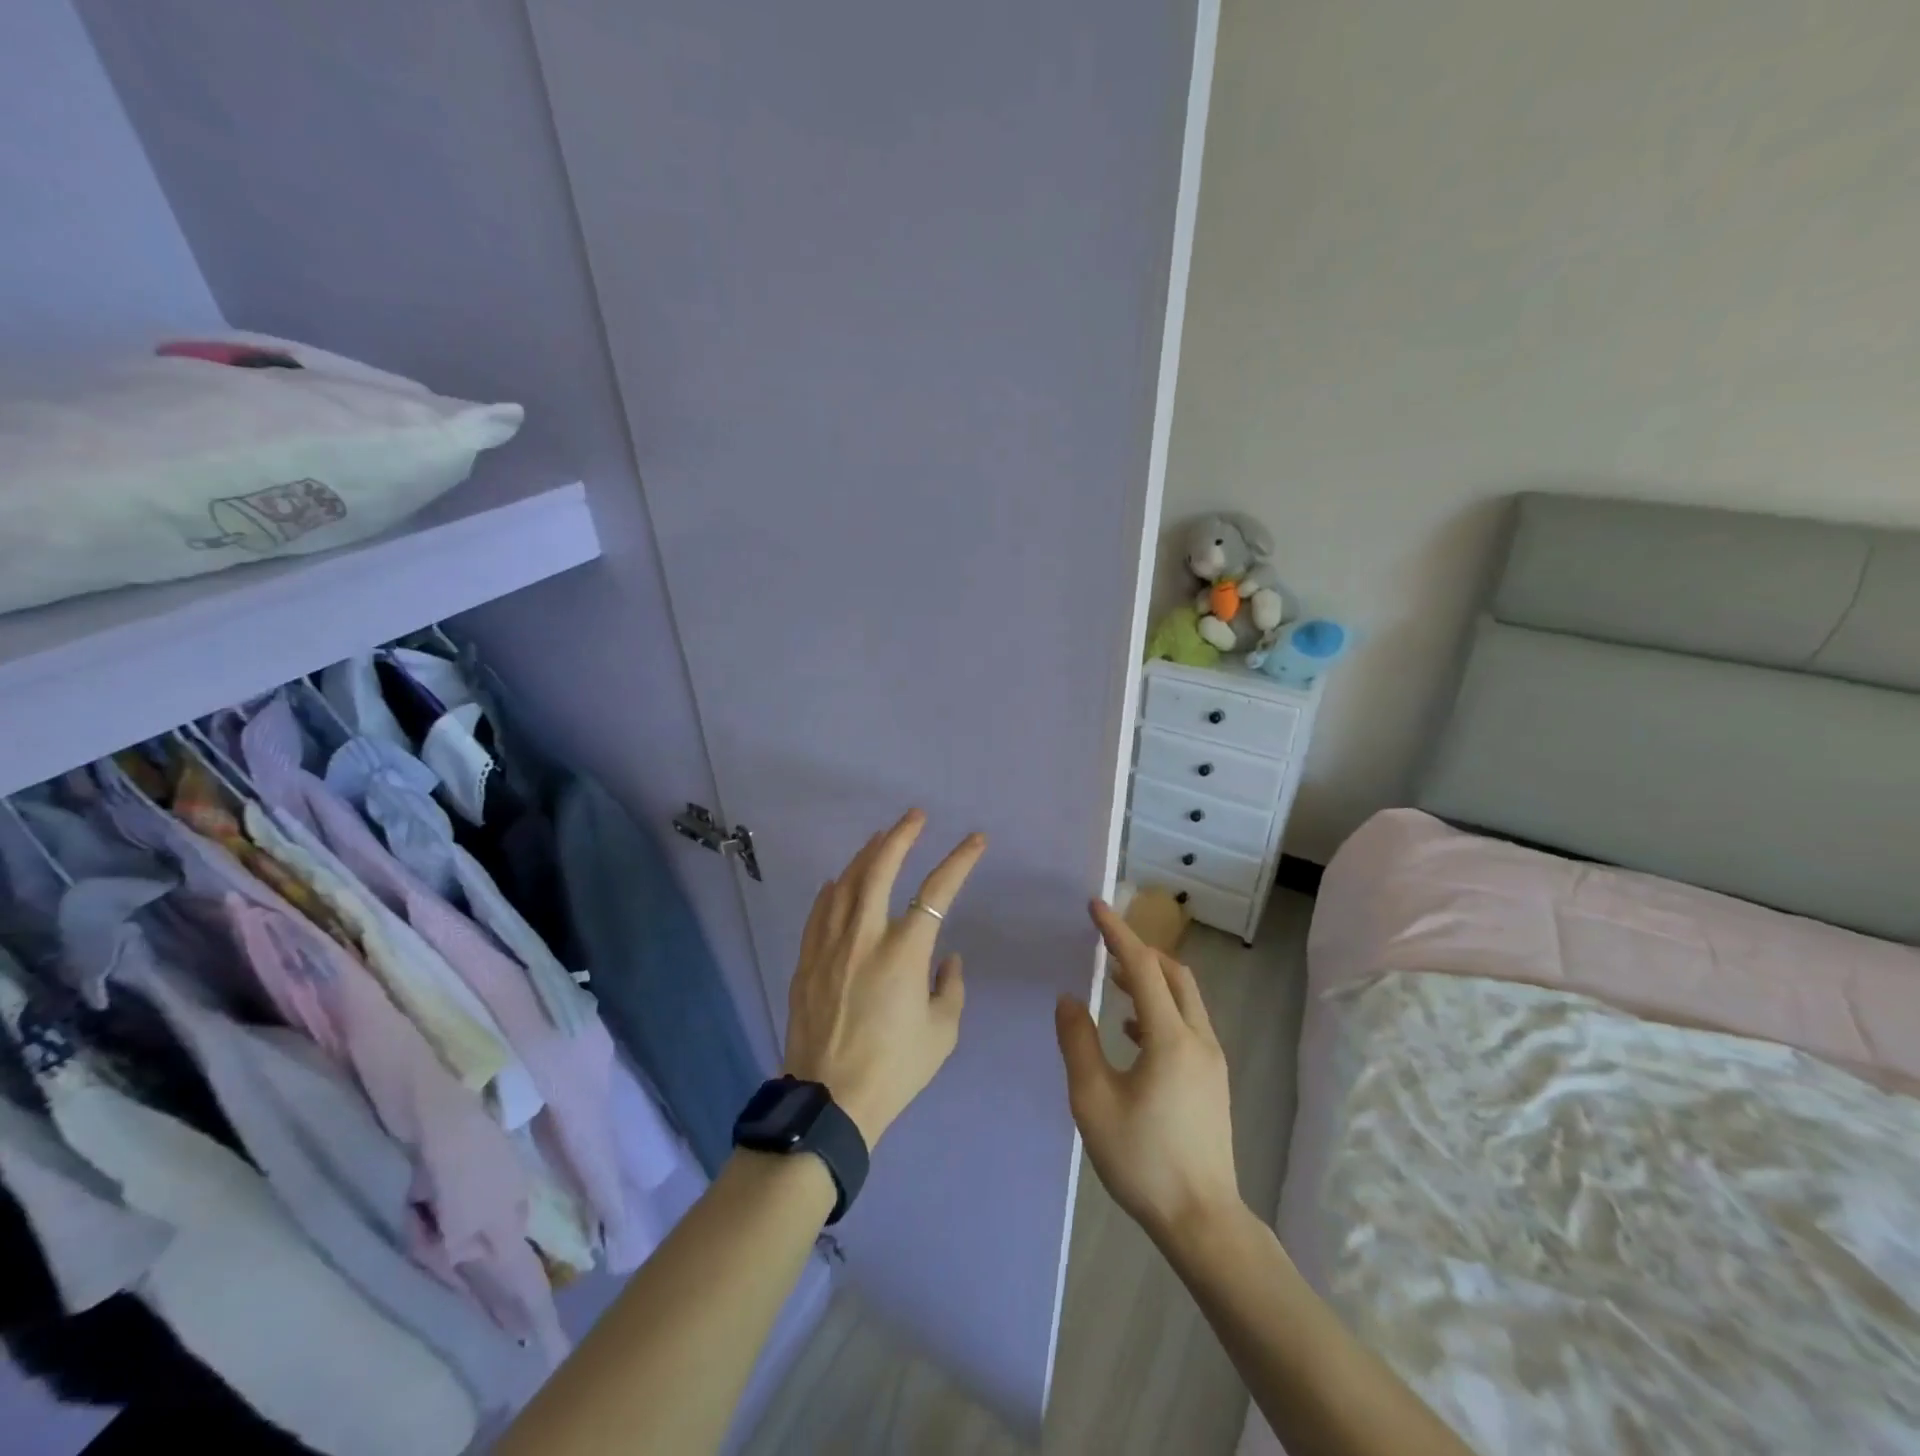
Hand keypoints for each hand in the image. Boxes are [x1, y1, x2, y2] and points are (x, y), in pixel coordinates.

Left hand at [782, 810, 984, 1147]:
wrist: (829, 1101)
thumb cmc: (894, 1069)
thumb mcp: (941, 1033)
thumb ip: (950, 987)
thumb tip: (946, 958)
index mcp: (904, 952)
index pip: (937, 891)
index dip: (959, 860)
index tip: (975, 840)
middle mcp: (865, 936)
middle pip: (880, 868)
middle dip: (901, 835)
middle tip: (915, 816)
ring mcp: (831, 945)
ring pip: (847, 883)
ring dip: (866, 855)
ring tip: (880, 838)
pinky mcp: (807, 960)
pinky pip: (820, 911)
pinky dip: (833, 889)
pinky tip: (839, 880)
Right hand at [1055, 901, 1240, 1245]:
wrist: (1202, 1220)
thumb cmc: (1143, 1159)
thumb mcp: (1093, 1100)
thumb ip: (1078, 1042)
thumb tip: (1070, 998)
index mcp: (1170, 1038)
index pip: (1142, 967)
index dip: (1117, 933)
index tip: (1095, 906)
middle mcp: (1199, 1038)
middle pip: (1173, 974)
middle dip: (1139, 951)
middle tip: (1105, 943)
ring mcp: (1212, 1060)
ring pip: (1184, 998)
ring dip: (1150, 980)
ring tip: (1114, 983)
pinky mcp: (1213, 1079)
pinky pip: (1187, 1023)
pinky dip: (1160, 1009)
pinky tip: (1133, 1032)